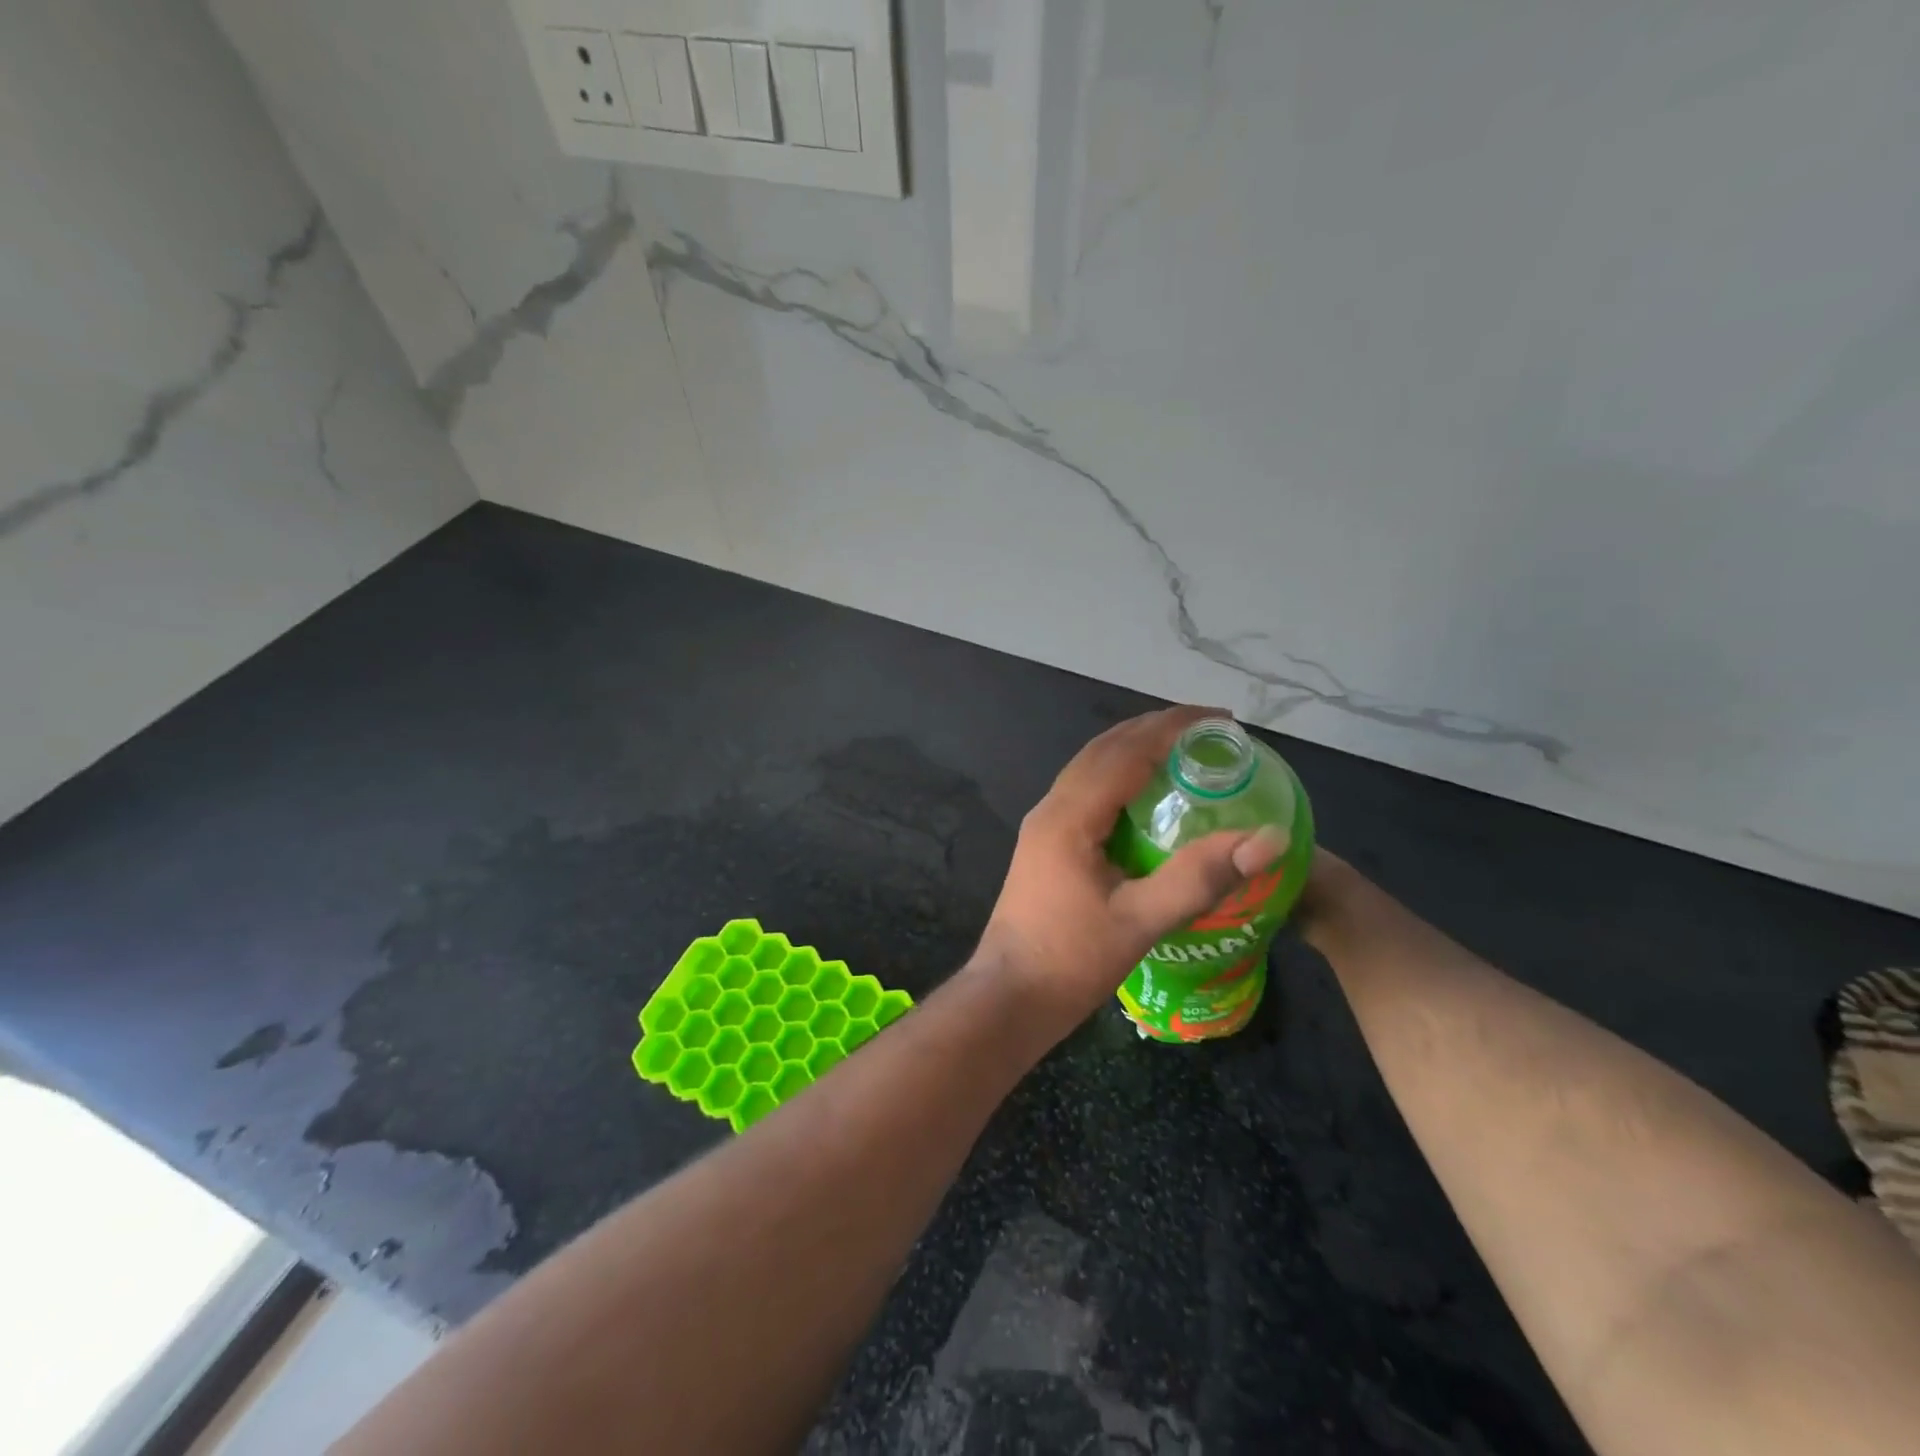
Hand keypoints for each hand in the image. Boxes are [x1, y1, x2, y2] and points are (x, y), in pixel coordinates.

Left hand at [974, 706, 1290, 1041]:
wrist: (1008, 996)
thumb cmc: (1069, 960)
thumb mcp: (1140, 922)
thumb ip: (1199, 877)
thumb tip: (1267, 839)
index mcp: (1069, 816)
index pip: (1125, 751)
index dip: (1173, 728)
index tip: (1221, 720)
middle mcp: (1051, 808)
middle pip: (1104, 749)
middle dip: (1154, 729)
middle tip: (1209, 729)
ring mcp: (1043, 825)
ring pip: (1090, 767)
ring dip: (1134, 749)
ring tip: (1182, 750)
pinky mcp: (1045, 844)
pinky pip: (1085, 791)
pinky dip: (1119, 777)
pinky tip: (1146, 797)